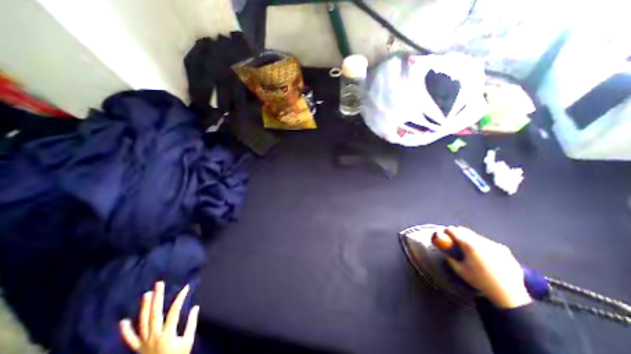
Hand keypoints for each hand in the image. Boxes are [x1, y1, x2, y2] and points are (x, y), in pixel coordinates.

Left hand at [118, 282, 196, 352]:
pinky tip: (123, 321)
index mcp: (167, 333)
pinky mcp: (137, 349)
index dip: (180, 297)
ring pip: (142, 322)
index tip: (186, 287)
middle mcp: (154, 336)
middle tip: (159, 284)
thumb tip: (195, 307)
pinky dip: (126, 331)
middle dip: (157, 297)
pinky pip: (130, 339)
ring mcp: (143, 343)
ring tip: (146, 294)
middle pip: (155, 313)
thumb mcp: (187, 342)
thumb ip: (191, 323)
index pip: (174, 310)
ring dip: (144, 307)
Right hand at [434, 228, 530, 308]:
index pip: (454, 231)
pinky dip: (483, 245)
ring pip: (477, 236)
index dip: (447, 231)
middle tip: (454, 239)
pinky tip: (485, 256)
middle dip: (458, 233)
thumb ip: (451, 258)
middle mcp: (481, 241)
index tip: (444, 234)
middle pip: (465, 230)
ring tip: (470, 248)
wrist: (510, 294)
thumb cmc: (481, 281)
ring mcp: (494, 244)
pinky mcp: (504, 249)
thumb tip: (447, 252)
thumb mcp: (460, 270)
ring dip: (470, 238)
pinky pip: (489, 243)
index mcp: (469, 245)